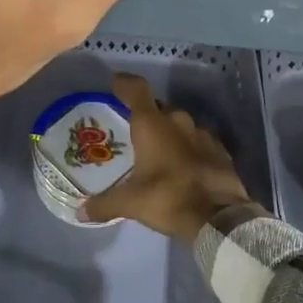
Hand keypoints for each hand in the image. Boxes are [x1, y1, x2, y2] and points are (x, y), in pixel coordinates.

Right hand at [81, 74, 254, 240]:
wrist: (220, 219)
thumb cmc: (169, 198)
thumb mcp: (131, 203)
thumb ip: (105, 204)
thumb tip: (81, 212)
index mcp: (152, 124)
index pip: (136, 89)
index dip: (124, 83)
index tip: (115, 83)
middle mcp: (177, 121)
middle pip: (158, 108)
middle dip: (147, 116)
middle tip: (134, 132)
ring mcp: (202, 134)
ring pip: (180, 125)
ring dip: (169, 134)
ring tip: (159, 152)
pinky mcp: (221, 151)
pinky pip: (198, 142)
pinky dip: (189, 149)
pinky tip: (184, 166)